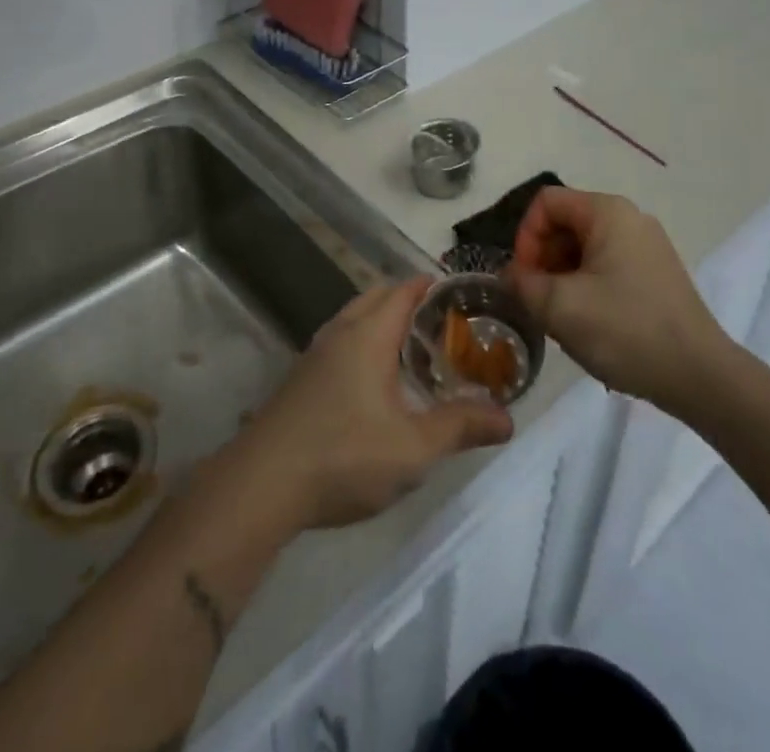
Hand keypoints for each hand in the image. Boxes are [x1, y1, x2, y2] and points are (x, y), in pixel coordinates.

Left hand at [231, 279, 513, 531]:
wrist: (261, 484)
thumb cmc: (343, 456)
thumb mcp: (413, 448)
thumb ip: (461, 427)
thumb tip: (507, 419)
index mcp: (368, 334)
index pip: (403, 290)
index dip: (430, 285)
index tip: (460, 292)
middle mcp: (339, 332)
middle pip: (376, 297)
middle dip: (408, 300)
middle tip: (443, 322)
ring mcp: (314, 355)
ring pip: (354, 319)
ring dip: (382, 322)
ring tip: (414, 349)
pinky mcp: (300, 379)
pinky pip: (340, 342)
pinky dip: (363, 343)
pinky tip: (375, 382)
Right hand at [509, 187, 734, 408]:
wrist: (700, 377)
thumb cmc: (625, 331)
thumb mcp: (559, 307)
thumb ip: (522, 283)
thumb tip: (511, 276)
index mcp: (607, 212)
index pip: (546, 203)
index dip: (525, 237)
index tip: (525, 279)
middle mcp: (630, 218)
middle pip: (566, 223)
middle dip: (543, 259)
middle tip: (539, 301)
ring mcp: (647, 246)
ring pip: (584, 247)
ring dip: (562, 276)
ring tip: (562, 317)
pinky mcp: (657, 274)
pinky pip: (607, 265)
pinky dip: (587, 286)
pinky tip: (589, 323)